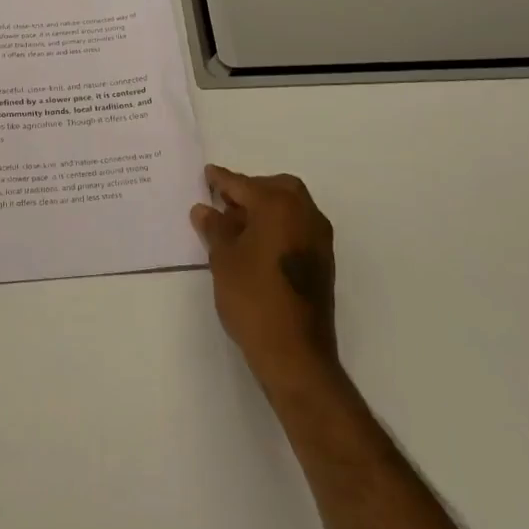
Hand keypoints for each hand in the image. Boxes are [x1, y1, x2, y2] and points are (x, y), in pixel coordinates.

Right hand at [191, 165, 339, 393]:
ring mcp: (319, 238)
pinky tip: (257, 245)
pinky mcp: (323, 261)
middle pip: (275, 188)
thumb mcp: (223, 259)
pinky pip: (298, 227)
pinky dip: (278, 226)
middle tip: (224, 202)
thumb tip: (204, 209)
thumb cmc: (253, 298)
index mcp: (279, 205)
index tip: (208, 173)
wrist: (296, 354)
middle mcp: (305, 214)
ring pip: (290, 207)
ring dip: (265, 209)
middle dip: (250, 190)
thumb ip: (215, 228)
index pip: (244, 185)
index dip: (222, 180)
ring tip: (236, 226)